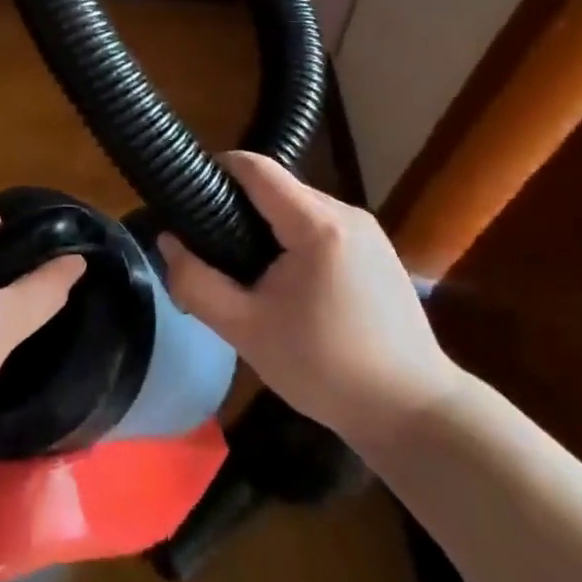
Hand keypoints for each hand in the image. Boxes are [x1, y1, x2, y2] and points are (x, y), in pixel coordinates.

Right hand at [159, 151, 459, 458]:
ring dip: (265, 225)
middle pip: (277, 188)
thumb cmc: (326, 370)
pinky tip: (282, 282)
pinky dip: (292, 240)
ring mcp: (368, 232)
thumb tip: (167, 242)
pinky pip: (321, 227)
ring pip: (298, 208)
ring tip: (241, 267)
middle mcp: (347, 214)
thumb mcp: (246, 330)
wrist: (414, 413)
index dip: (216, 170)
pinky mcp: (377, 252)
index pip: (256, 168)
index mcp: (318, 225)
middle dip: (237, 206)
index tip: (186, 194)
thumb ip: (197, 283)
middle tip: (208, 245)